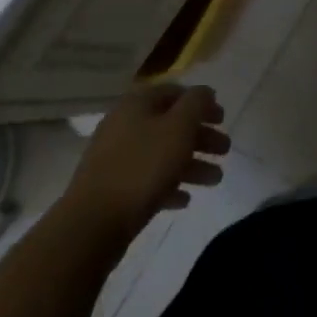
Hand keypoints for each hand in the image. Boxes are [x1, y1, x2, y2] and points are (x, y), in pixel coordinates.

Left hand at [60, 83, 229, 234]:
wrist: (92, 224)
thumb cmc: (142, 167)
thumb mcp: (179, 127)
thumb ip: (197, 104)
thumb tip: (204, 92)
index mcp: (137, 104)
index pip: (175, 92)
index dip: (201, 102)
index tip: (222, 118)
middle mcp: (124, 125)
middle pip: (171, 124)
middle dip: (201, 137)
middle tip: (225, 150)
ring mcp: (116, 158)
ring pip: (162, 154)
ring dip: (191, 164)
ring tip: (216, 180)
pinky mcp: (112, 189)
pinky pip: (147, 180)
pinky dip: (169, 185)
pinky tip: (185, 200)